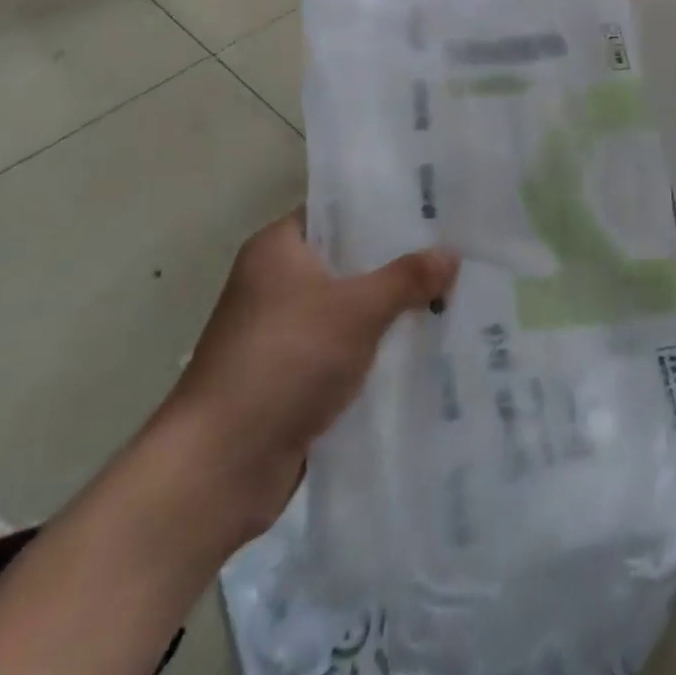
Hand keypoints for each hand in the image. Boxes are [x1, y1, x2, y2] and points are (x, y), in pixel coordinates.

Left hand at [159, 211, 459, 550]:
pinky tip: (426, 344)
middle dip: (399, 261)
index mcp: (279, 248)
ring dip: (392, 308)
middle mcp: (278, 282)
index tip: (434, 207)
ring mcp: (284, 331)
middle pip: (350, 259)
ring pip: (351, 306)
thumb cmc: (284, 361)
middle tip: (456, 249)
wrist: (219, 467)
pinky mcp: (294, 375)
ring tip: (455, 293)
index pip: (338, 210)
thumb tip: (452, 254)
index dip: (384, 207)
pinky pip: (347, 347)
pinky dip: (378, 347)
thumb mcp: (356, 310)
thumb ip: (406, 278)